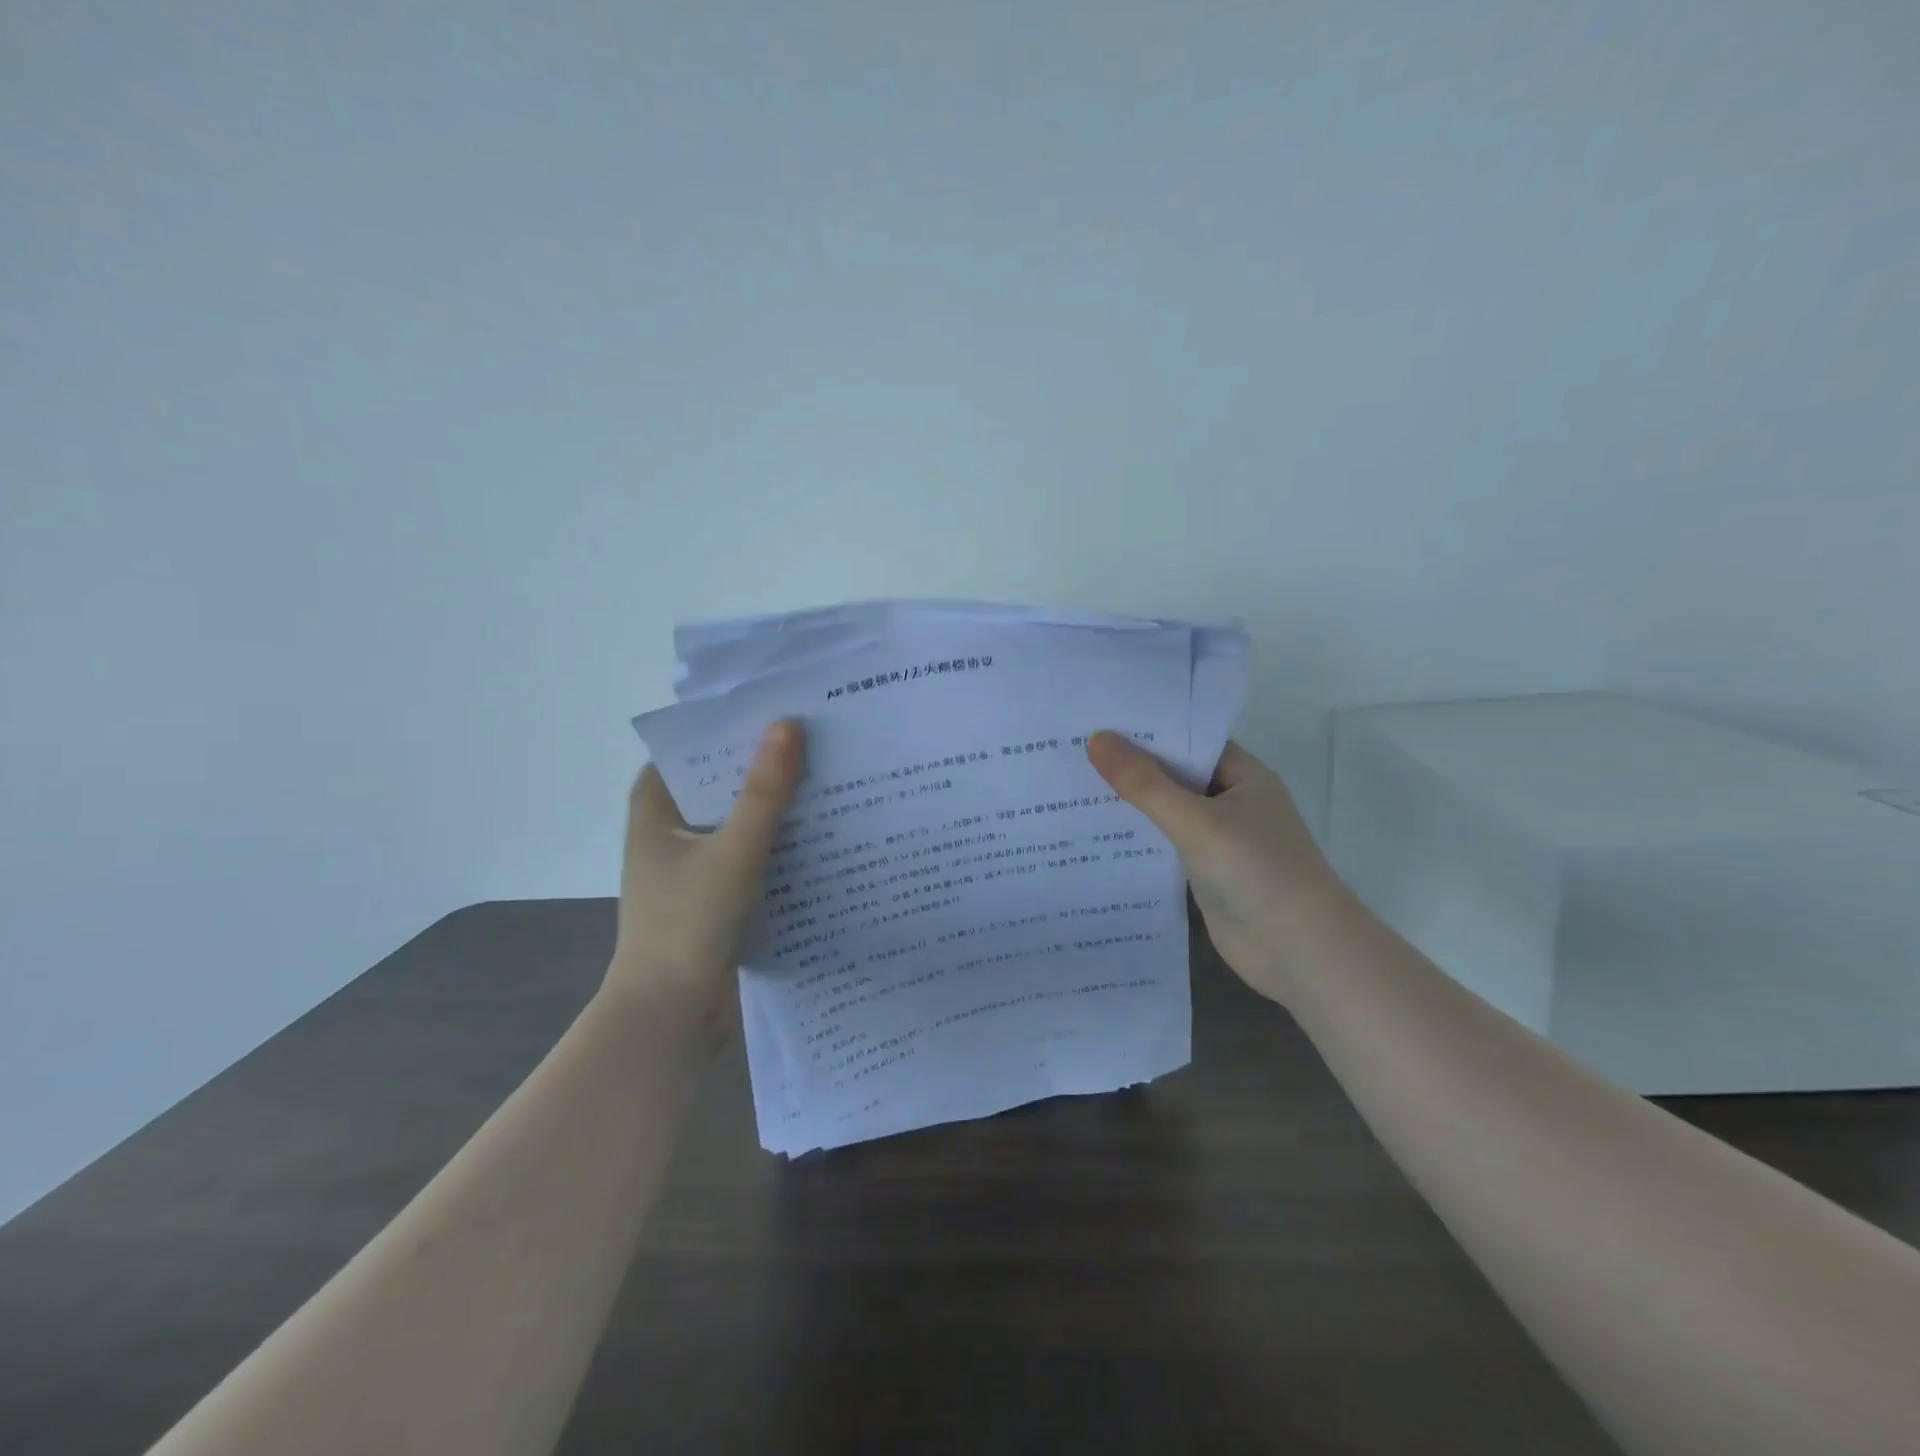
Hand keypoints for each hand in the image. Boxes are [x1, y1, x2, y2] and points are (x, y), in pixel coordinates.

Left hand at [607, 720, 805, 1024]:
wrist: (671, 1016)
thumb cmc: (687, 924)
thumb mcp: (733, 851)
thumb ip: (763, 792)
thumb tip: (789, 725)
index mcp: (655, 808)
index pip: (692, 748)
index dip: (731, 726)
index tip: (779, 708)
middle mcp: (671, 829)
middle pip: (722, 781)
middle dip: (765, 764)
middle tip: (819, 737)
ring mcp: (694, 863)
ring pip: (740, 818)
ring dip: (777, 804)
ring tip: (830, 775)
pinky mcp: (717, 892)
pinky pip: (753, 851)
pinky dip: (780, 840)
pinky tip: (823, 830)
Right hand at [1087, 732, 1343, 1001]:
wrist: (1300, 953)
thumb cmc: (1257, 871)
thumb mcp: (1196, 821)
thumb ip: (1145, 783)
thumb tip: (1096, 739)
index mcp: (1242, 776)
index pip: (1188, 740)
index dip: (1145, 729)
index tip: (1095, 719)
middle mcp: (1232, 801)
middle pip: (1174, 775)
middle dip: (1129, 766)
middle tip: (1070, 750)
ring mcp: (1219, 839)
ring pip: (1167, 812)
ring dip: (1130, 805)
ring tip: (1070, 786)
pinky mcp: (1206, 873)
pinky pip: (1165, 846)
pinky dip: (1137, 839)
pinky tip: (1094, 835)